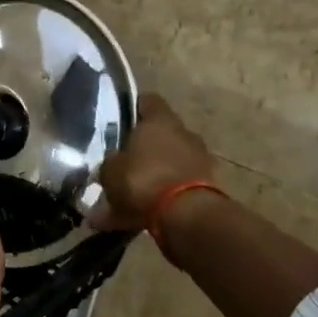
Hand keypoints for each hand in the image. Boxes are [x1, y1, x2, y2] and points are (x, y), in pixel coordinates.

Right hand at [90, 93, 215, 231]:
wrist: (187, 215)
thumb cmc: (143, 180)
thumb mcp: (111, 171)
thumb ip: (109, 164)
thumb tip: (109, 164)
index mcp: (160, 120)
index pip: (147, 101)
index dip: (132, 108)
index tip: (118, 121)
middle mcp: (184, 133)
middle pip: (159, 134)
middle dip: (141, 149)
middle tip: (121, 164)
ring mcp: (200, 159)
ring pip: (168, 162)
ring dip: (152, 175)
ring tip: (129, 197)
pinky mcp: (208, 186)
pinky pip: (177, 187)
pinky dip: (162, 197)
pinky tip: (142, 215)